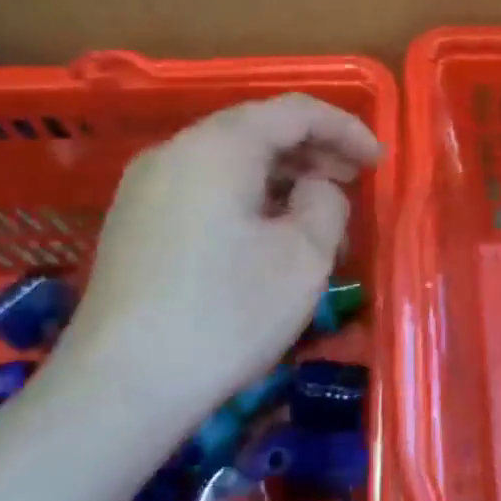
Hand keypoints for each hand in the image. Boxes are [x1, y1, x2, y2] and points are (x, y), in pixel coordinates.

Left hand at [59, 94, 380, 425]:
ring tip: (320, 215)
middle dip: (315, 152)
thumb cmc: (227, 313)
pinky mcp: (135, 224)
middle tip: (355, 184)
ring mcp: (146, 189)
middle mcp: (175, 152)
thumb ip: (327, 202)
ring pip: (230, 162)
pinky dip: (249, 197)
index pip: (294, 112)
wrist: (121, 388)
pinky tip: (270, 236)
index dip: (345, 128)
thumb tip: (316, 188)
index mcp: (218, 147)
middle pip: (258, 130)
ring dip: (283, 178)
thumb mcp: (304, 256)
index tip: (379, 162)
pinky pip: (205, 189)